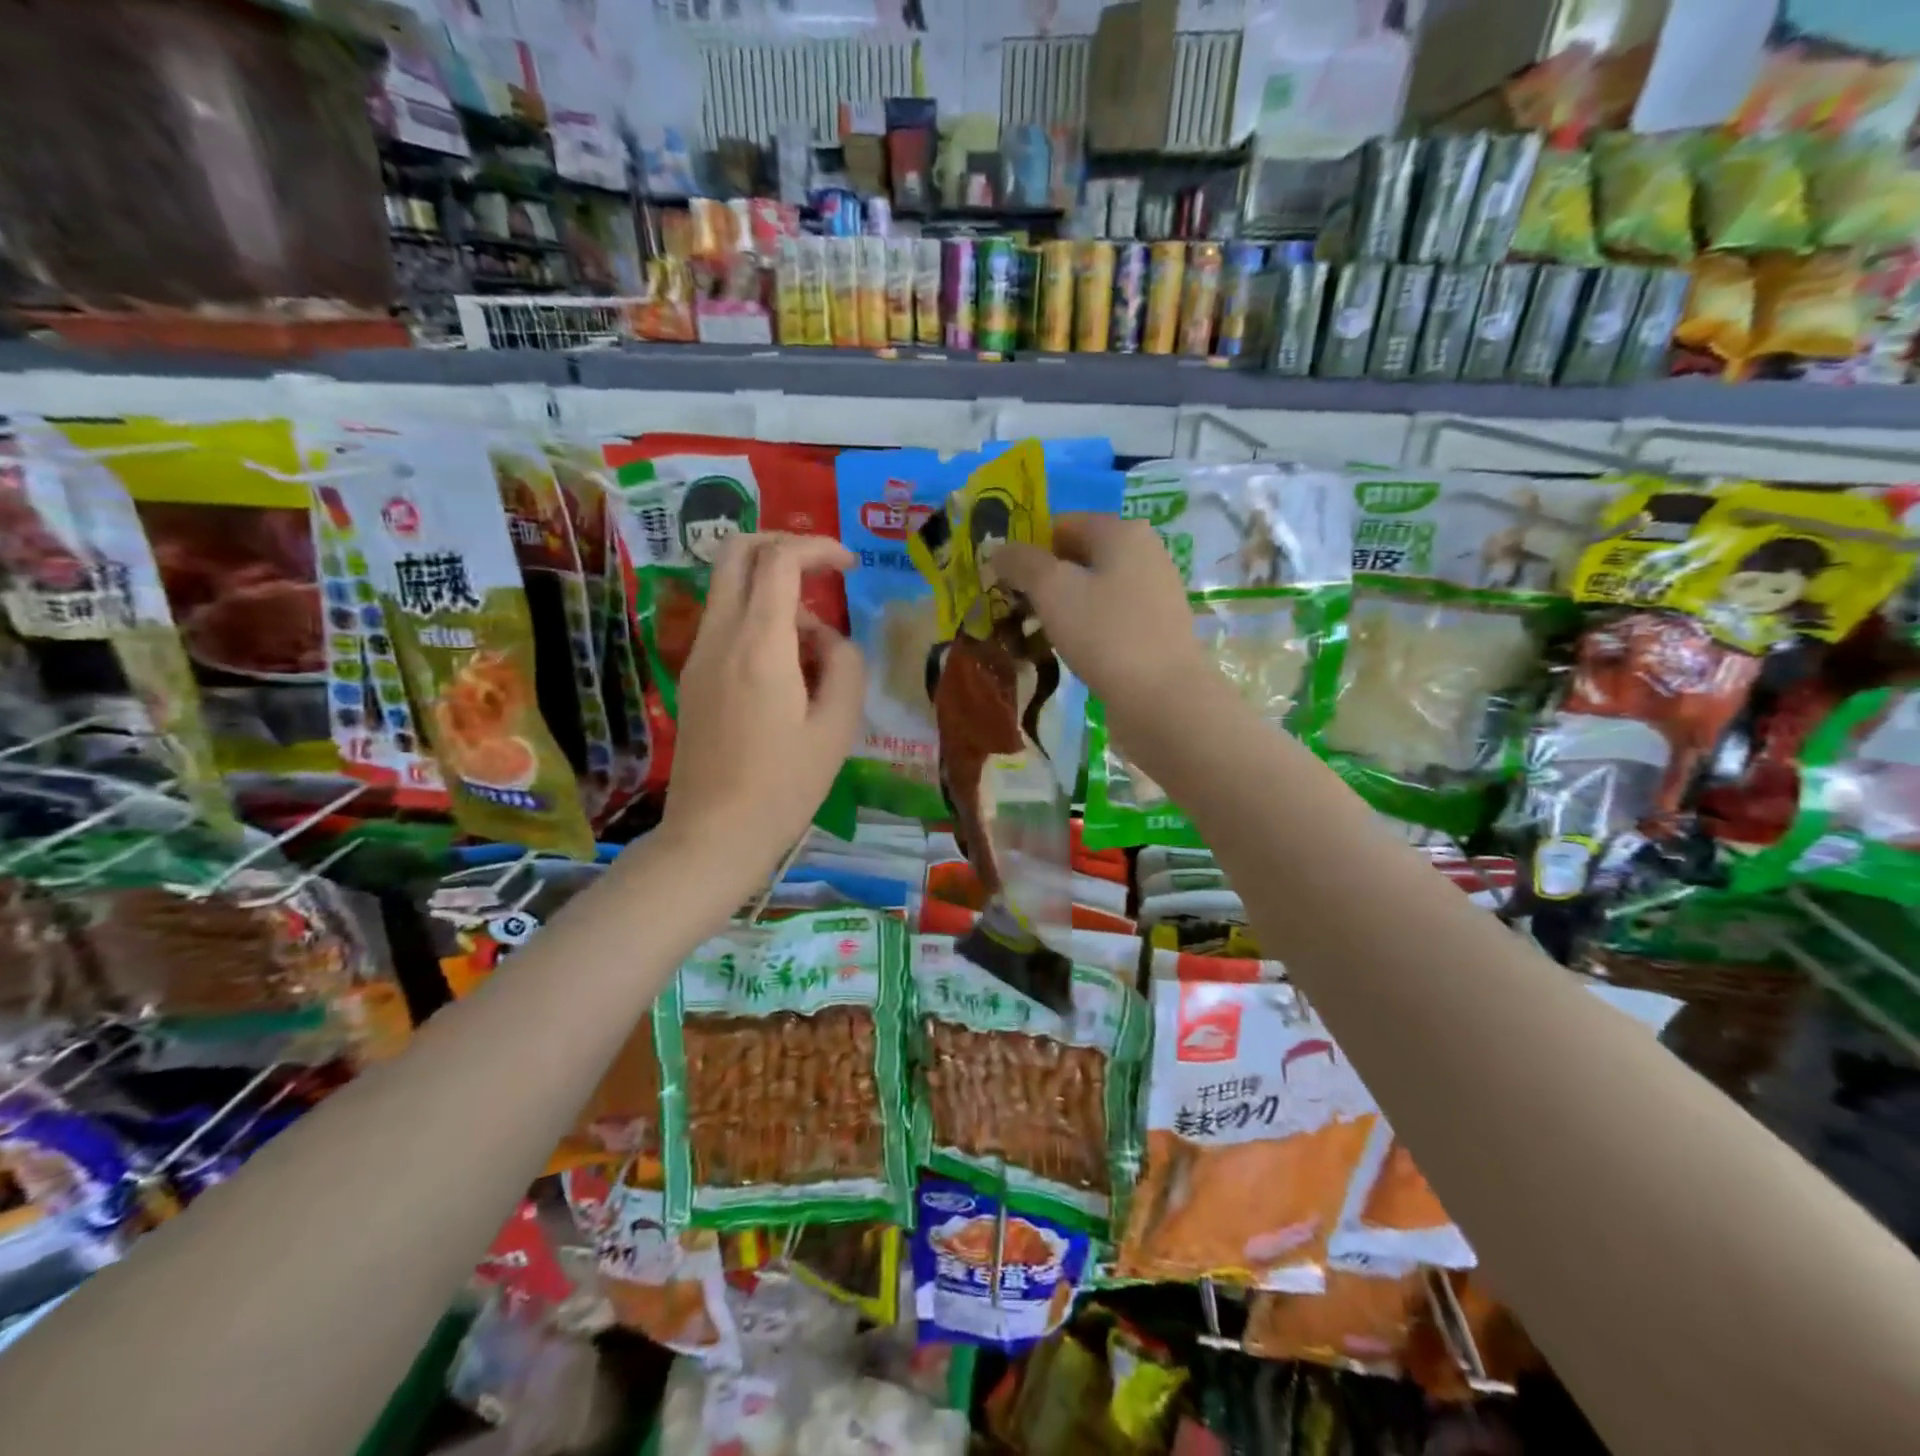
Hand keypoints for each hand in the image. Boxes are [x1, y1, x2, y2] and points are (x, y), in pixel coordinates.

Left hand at [659, 533, 863, 896]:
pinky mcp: (692, 676)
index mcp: (759, 646)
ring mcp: (698, 655)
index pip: (779, 560)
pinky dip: (757, 618)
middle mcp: (720, 636)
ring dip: (772, 588)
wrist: (714, 834)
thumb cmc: (784, 787)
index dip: (817, 547)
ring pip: (728, 586)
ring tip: (813, 644)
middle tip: (821, 572)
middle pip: (736, 551)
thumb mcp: (837, 728)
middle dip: (782, 545)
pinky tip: (786, 668)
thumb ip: (844, 665)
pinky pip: (724, 621)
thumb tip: (828, 639)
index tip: (848, 564)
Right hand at [990, 513, 1209, 725]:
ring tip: (1035, 634)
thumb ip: (1021, 562)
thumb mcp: (1052, 590)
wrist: (1163, 698)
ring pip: (1093, 589)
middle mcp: (1144, 553)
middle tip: (1014, 610)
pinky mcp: (1155, 629)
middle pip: (1078, 556)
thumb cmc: (1106, 633)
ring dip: (1062, 607)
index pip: (1061, 524)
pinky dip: (1085, 628)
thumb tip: (997, 549)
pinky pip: (1108, 617)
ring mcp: (1153, 593)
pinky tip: (1070, 651)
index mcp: (1122, 531)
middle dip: (1043, 580)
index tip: (1002, 581)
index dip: (1028, 548)